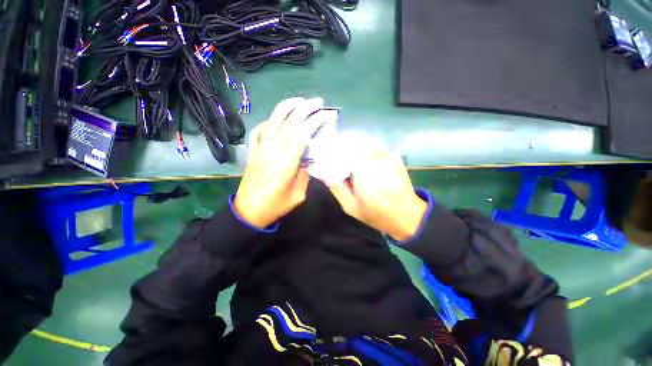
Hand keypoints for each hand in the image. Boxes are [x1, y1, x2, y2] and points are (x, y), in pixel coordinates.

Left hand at [234, 97, 323, 227]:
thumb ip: (305, 173)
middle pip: (289, 122)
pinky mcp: (253, 150)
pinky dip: (269, 120)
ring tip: (299, 101)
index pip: (302, 134)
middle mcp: (272, 150)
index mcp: (286, 162)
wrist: (249, 210)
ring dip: (287, 107)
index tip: (326, 114)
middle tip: (317, 102)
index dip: (315, 121)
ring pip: (273, 120)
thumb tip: (308, 158)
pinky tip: (277, 119)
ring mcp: (260, 148)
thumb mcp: (298, 194)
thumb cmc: (276, 205)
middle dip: (305, 108)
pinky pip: (259, 129)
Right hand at [328, 151, 427, 240]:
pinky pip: (373, 151)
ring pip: (362, 148)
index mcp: (364, 172)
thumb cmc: (376, 214)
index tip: (327, 161)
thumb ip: (336, 187)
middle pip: (352, 147)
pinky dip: (365, 156)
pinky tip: (366, 168)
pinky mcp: (393, 155)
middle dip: (342, 154)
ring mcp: (387, 155)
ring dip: (354, 155)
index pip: (342, 152)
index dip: (333, 154)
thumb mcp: (350, 206)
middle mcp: (376, 158)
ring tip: (352, 169)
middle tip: (338, 166)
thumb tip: (324, 171)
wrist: (408, 215)